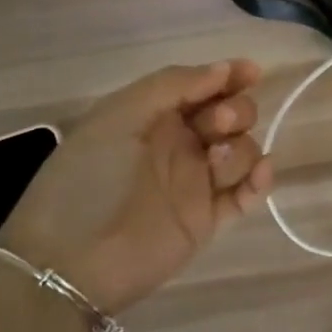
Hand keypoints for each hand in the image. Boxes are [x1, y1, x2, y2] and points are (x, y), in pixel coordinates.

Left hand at [0, 61, 272, 313]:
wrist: (71, 261)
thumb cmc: (89, 177)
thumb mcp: (120, 117)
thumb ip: (173, 85)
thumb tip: (224, 70)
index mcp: (156, 115)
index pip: (204, 86)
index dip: (231, 76)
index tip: (252, 72)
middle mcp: (180, 143)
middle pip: (231, 115)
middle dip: (235, 111)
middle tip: (216, 124)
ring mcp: (196, 182)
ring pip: (243, 150)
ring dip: (241, 148)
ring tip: (217, 161)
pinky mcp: (207, 219)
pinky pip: (247, 194)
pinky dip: (261, 180)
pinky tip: (258, 175)